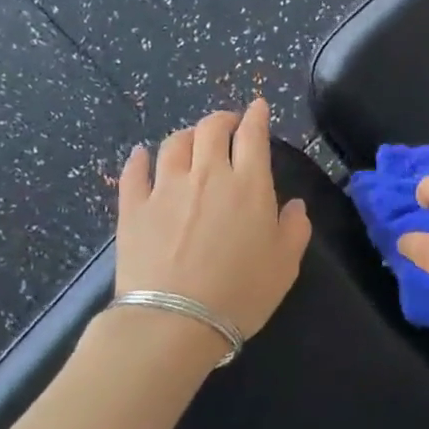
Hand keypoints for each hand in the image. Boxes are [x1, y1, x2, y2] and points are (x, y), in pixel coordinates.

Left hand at [114, 99, 311, 346]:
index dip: (256, 116)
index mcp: (249, 184)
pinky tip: (141, 155)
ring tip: (192, 140)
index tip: (258, 107)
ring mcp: (165, 188)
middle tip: (228, 123)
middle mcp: (207, 175)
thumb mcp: (286, 264)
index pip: (253, 135)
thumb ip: (295, 228)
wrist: (175, 321)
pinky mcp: (133, 208)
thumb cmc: (241, 292)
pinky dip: (140, 159)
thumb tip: (293, 205)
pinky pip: (134, 172)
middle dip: (222, 119)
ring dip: (187, 135)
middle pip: (211, 129)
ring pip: (174, 144)